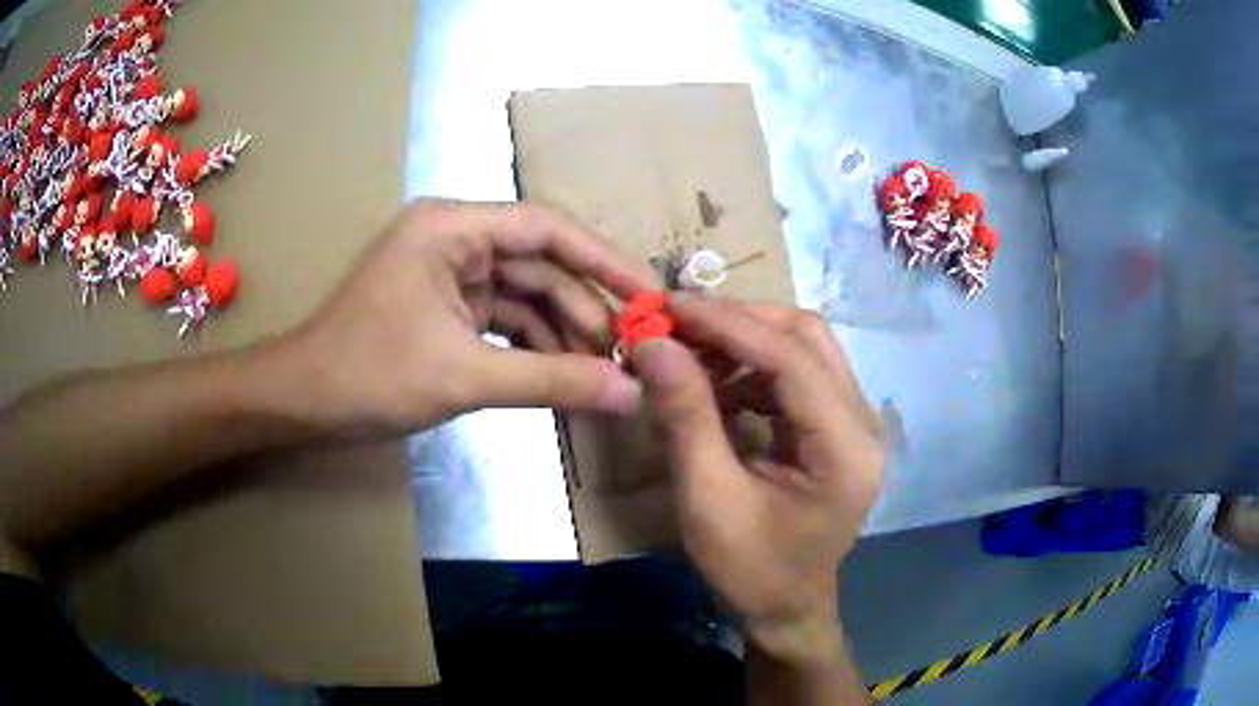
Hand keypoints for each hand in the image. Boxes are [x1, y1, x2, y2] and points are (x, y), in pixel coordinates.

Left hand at [275, 199, 656, 437]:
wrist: (304, 403)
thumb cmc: (369, 375)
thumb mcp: (464, 376)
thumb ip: (552, 381)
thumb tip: (629, 393)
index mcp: (451, 228)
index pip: (546, 229)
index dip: (603, 260)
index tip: (650, 295)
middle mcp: (455, 240)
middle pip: (540, 266)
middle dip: (584, 311)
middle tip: (631, 354)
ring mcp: (451, 275)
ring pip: (526, 297)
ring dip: (563, 335)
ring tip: (604, 375)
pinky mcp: (448, 308)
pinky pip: (505, 321)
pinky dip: (534, 349)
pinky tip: (565, 377)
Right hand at [632, 295, 883, 657]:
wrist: (786, 607)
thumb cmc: (751, 569)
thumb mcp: (708, 501)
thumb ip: (685, 418)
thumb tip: (652, 344)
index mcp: (846, 448)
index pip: (792, 359)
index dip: (729, 324)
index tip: (668, 307)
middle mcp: (863, 422)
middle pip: (807, 337)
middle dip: (739, 322)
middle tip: (676, 324)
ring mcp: (854, 421)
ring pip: (803, 348)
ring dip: (743, 340)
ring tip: (687, 353)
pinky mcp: (836, 426)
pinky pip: (796, 374)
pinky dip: (752, 366)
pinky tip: (715, 382)